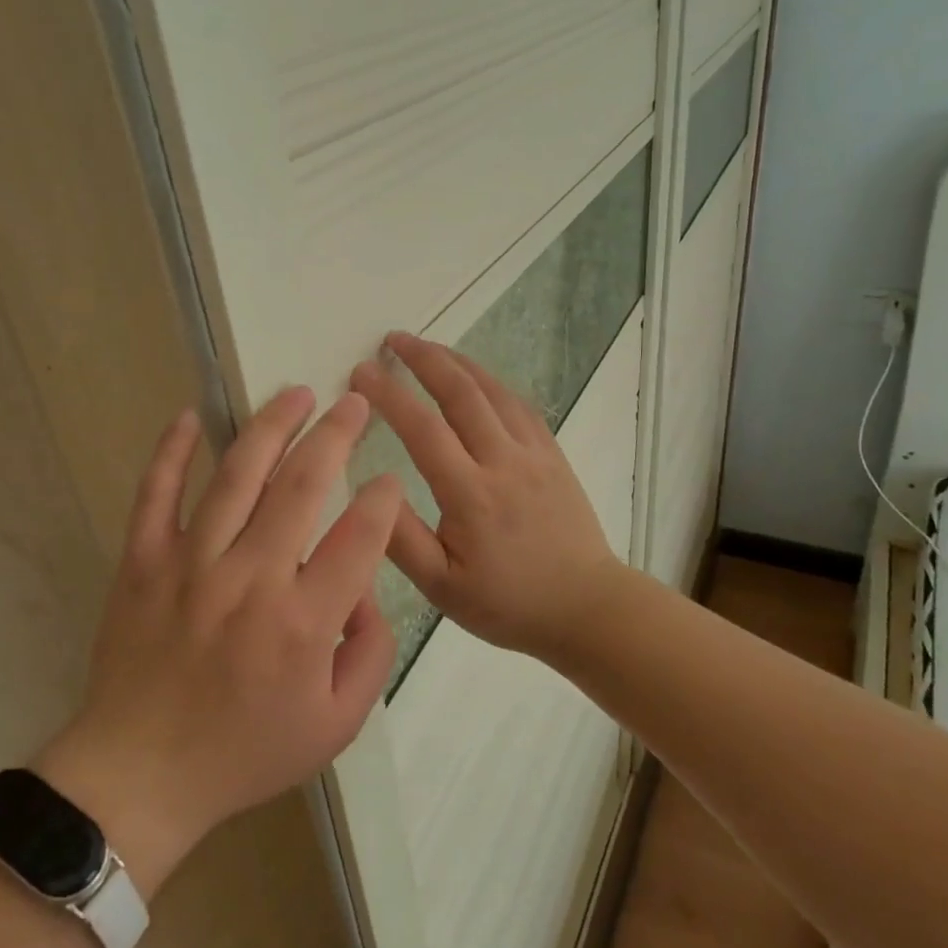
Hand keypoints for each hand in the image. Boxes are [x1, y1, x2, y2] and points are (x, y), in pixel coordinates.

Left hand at [35, 388, 400, 896]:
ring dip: (270, 426)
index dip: (383, 500)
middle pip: (302, 485)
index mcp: (303, 622)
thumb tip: (366, 590)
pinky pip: (156, 494)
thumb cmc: (245, 753)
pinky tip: (189, 416)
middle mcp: (250, 579)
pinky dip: (172, 452)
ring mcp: (190, 564)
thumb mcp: (336, 725)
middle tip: (354, 402)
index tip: (389, 478)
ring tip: (296, 394)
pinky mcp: (143, 562)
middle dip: (336, 434)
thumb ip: (370, 653)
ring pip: (237, 475)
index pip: (360, 536)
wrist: (140, 775)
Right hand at [349, 332, 623, 659]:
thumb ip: (400, 539)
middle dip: (424, 358)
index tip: (360, 372)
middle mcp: (504, 461)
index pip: (422, 428)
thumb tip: (369, 488)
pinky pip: (520, 405)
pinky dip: (492, 383)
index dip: (388, 394)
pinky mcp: (553, 456)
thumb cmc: (508, 604)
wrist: (586, 609)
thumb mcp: (442, 587)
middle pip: (461, 392)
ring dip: (458, 362)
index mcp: (471, 494)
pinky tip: (478, 380)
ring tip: (429, 347)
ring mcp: (534, 454)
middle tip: (393, 339)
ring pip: (493, 391)